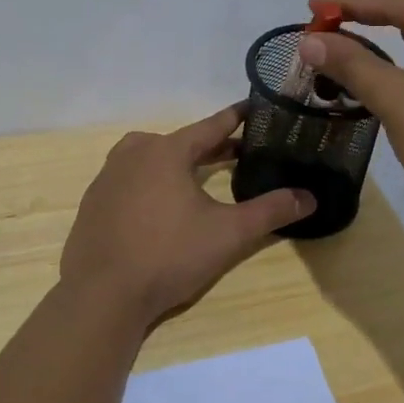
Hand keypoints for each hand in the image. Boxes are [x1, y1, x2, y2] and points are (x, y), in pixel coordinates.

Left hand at [59, 105, 315, 329]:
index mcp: (166, 151)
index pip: (210, 125)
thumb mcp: (228, 234)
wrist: (102, 294)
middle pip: (180, 141)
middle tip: (239, 152)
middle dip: (211, 146)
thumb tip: (309, 197)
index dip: (236, 117)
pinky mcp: (94, 202)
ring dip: (178, 162)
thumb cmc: (168, 256)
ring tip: (200, 176)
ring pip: (151, 157)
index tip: (255, 108)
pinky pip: (129, 179)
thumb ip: (270, 212)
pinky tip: (161, 206)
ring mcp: (108, 177)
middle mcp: (134, 153)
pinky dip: (151, 182)